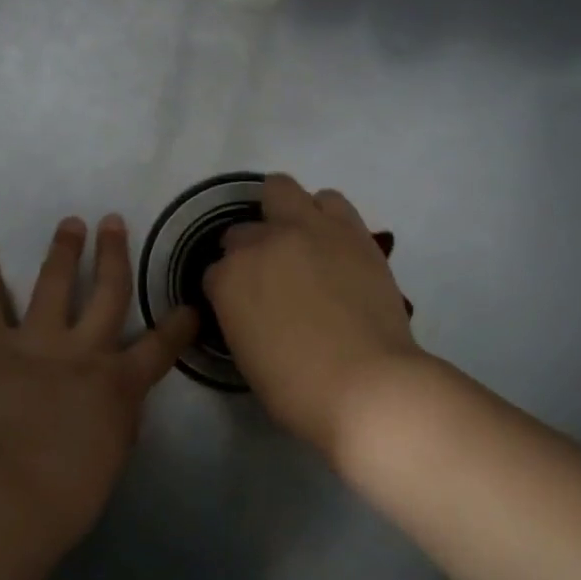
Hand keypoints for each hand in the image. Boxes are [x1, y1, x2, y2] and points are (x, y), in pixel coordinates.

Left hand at [0, 215, 197, 544]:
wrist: (4, 493)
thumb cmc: (65, 495)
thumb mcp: (111, 460)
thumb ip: (118, 423)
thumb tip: (117, 406)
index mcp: (119, 384)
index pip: (160, 348)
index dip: (179, 326)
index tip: (190, 306)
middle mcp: (84, 350)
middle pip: (108, 292)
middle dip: (115, 256)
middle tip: (115, 222)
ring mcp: (37, 342)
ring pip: (54, 284)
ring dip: (63, 251)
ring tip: (70, 223)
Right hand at [204, 175, 421, 460]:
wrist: (366, 383)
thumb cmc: (299, 389)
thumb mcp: (247, 356)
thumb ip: (241, 317)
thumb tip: (254, 307)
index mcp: (229, 280)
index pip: (214, 273)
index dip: (228, 291)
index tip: (244, 307)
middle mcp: (262, 243)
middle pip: (241, 231)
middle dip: (248, 251)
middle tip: (271, 276)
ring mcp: (307, 229)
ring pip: (281, 190)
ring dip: (283, 215)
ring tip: (300, 243)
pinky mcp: (349, 229)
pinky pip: (329, 200)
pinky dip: (324, 214)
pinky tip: (330, 240)